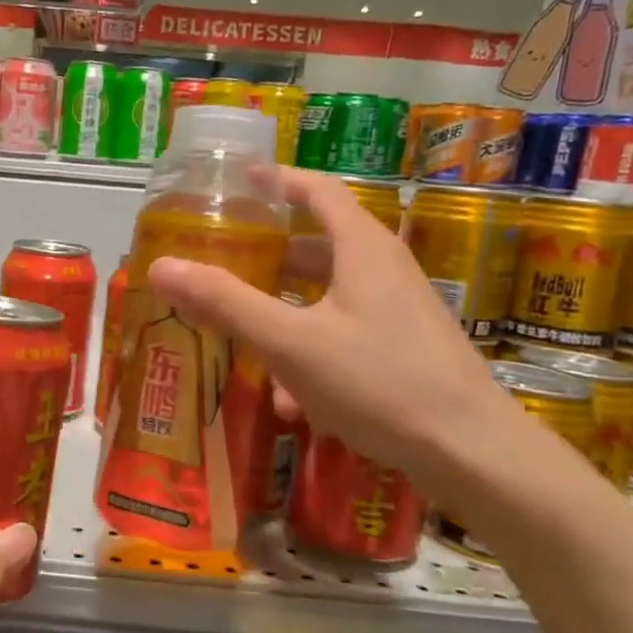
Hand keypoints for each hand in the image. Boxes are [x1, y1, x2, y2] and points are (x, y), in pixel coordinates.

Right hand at [150, 168, 507, 487]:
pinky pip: (345, 334)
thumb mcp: (289, 342)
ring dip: (285, 314)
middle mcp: (385, 268)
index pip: (316, 190)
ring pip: (328, 297)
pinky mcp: (406, 348)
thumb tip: (161, 267)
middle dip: (269, 256)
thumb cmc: (378, 382)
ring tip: (244, 340)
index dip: (276, 180)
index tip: (238, 181)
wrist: (471, 452)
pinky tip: (292, 401)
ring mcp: (400, 309)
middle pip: (318, 245)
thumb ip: (225, 303)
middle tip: (225, 261)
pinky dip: (312, 351)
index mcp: (362, 248)